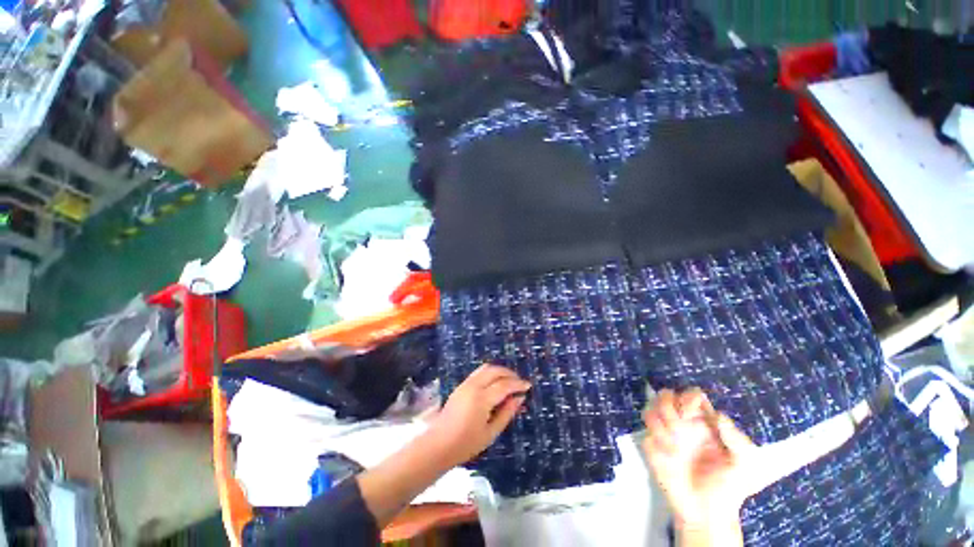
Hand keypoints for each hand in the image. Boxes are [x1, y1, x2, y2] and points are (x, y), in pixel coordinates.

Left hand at [426, 364, 529, 466]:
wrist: (438, 445)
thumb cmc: (466, 444)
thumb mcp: (490, 433)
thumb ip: (506, 413)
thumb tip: (520, 398)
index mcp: (481, 399)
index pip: (504, 385)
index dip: (518, 384)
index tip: (528, 386)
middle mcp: (473, 386)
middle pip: (494, 370)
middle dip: (509, 373)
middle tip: (519, 382)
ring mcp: (465, 384)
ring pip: (485, 368)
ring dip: (499, 371)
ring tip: (509, 381)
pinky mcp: (461, 385)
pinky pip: (478, 372)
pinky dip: (490, 373)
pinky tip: (495, 383)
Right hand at [643, 389, 758, 530]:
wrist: (706, 514)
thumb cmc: (730, 488)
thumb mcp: (747, 466)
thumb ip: (738, 440)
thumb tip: (718, 416)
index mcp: (704, 422)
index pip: (691, 395)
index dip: (687, 398)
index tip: (690, 414)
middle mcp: (682, 423)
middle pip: (665, 395)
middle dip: (667, 407)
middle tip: (678, 428)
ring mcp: (665, 434)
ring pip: (650, 409)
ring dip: (659, 425)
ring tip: (674, 448)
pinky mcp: (653, 448)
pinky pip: (645, 433)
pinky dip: (655, 441)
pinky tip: (668, 456)